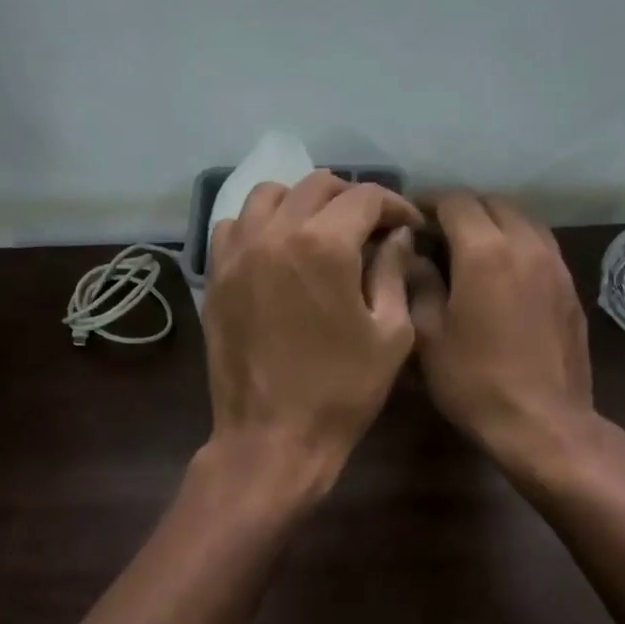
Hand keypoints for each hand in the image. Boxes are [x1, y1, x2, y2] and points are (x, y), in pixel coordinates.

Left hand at [203, 171, 423, 491]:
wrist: (272, 437)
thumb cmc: (342, 392)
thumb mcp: (391, 334)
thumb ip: (394, 272)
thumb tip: (395, 236)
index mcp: (323, 245)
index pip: (365, 197)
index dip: (395, 205)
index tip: (408, 226)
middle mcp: (274, 234)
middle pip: (315, 185)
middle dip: (351, 197)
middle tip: (371, 227)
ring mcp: (237, 254)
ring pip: (268, 196)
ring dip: (302, 202)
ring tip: (321, 231)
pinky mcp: (216, 278)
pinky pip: (234, 227)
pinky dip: (259, 225)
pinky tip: (277, 251)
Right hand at [408, 192, 596, 471]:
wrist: (542, 422)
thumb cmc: (474, 381)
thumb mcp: (428, 334)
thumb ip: (417, 281)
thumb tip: (412, 252)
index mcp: (485, 250)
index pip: (455, 200)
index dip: (428, 203)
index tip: (410, 220)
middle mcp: (526, 244)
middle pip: (493, 203)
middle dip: (462, 210)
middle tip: (436, 234)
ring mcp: (555, 264)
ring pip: (523, 220)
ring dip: (493, 223)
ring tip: (470, 249)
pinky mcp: (571, 288)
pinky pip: (541, 246)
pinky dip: (517, 244)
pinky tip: (503, 273)